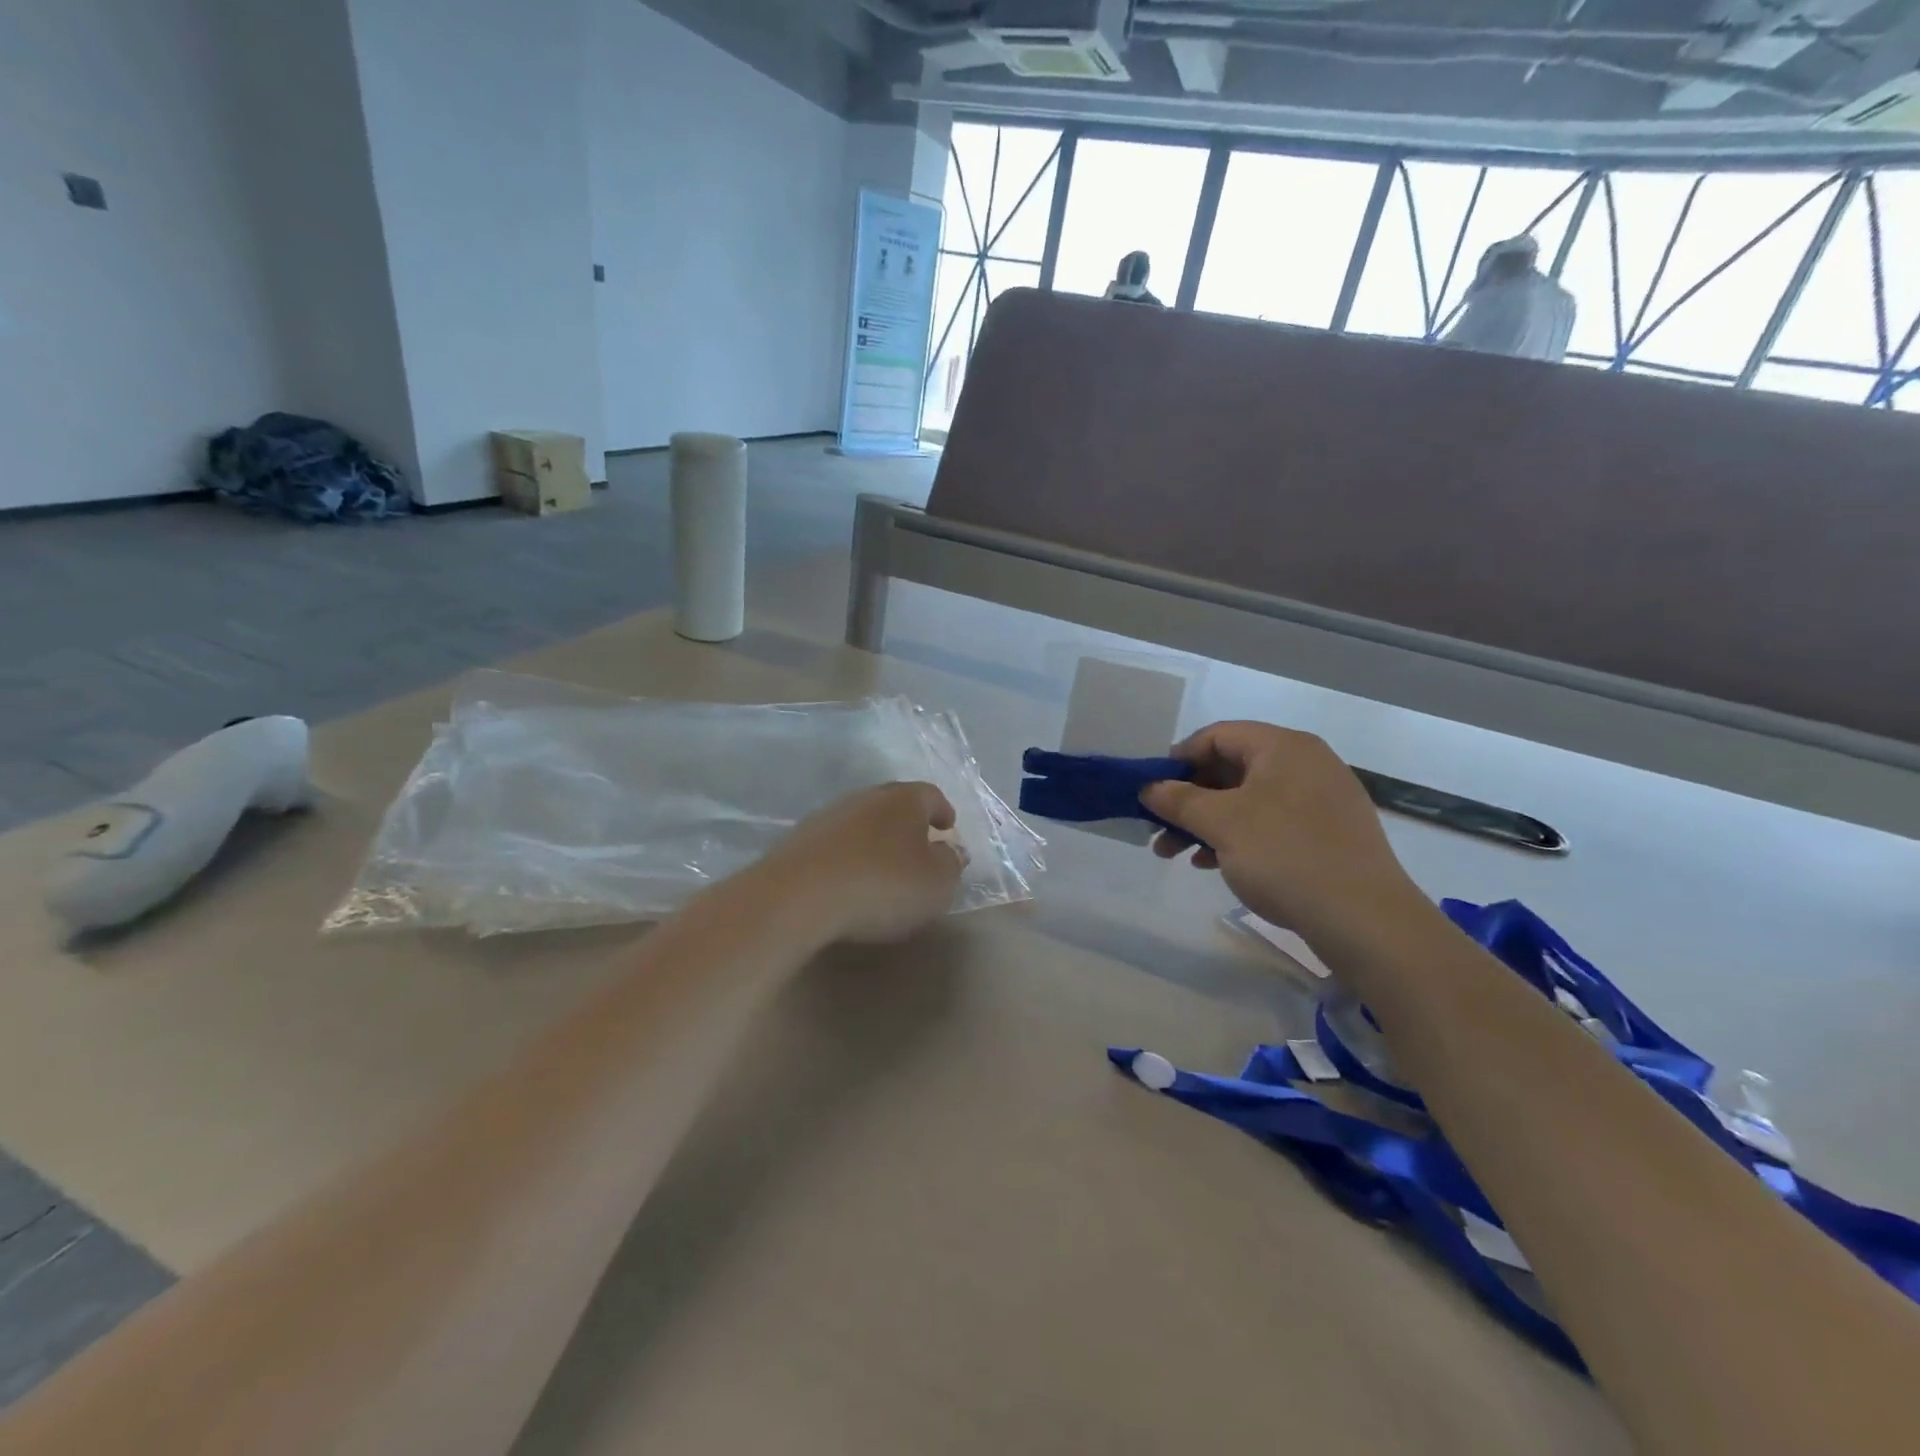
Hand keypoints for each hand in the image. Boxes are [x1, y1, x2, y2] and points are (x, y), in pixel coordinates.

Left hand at [763, 782, 965, 943]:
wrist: (799, 895)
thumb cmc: (883, 885)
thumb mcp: (936, 884)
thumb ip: (950, 864)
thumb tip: (952, 851)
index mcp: (905, 799)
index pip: (931, 795)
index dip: (942, 811)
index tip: (947, 827)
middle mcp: (867, 797)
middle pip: (894, 803)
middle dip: (908, 823)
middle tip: (918, 846)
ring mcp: (829, 815)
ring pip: (862, 821)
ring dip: (875, 838)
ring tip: (882, 866)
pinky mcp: (800, 839)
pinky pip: (835, 843)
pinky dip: (848, 855)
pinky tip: (848, 878)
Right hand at [1141, 722, 1421, 944]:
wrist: (1365, 920)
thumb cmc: (1285, 856)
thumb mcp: (1221, 824)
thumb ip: (1179, 800)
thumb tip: (1149, 787)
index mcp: (1284, 747)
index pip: (1217, 736)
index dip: (1178, 758)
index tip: (1150, 789)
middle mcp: (1306, 764)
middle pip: (1231, 768)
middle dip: (1188, 798)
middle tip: (1158, 827)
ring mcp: (1321, 800)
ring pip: (1248, 800)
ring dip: (1206, 822)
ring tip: (1174, 854)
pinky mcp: (1328, 835)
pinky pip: (1270, 823)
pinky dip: (1237, 838)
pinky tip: (1212, 864)